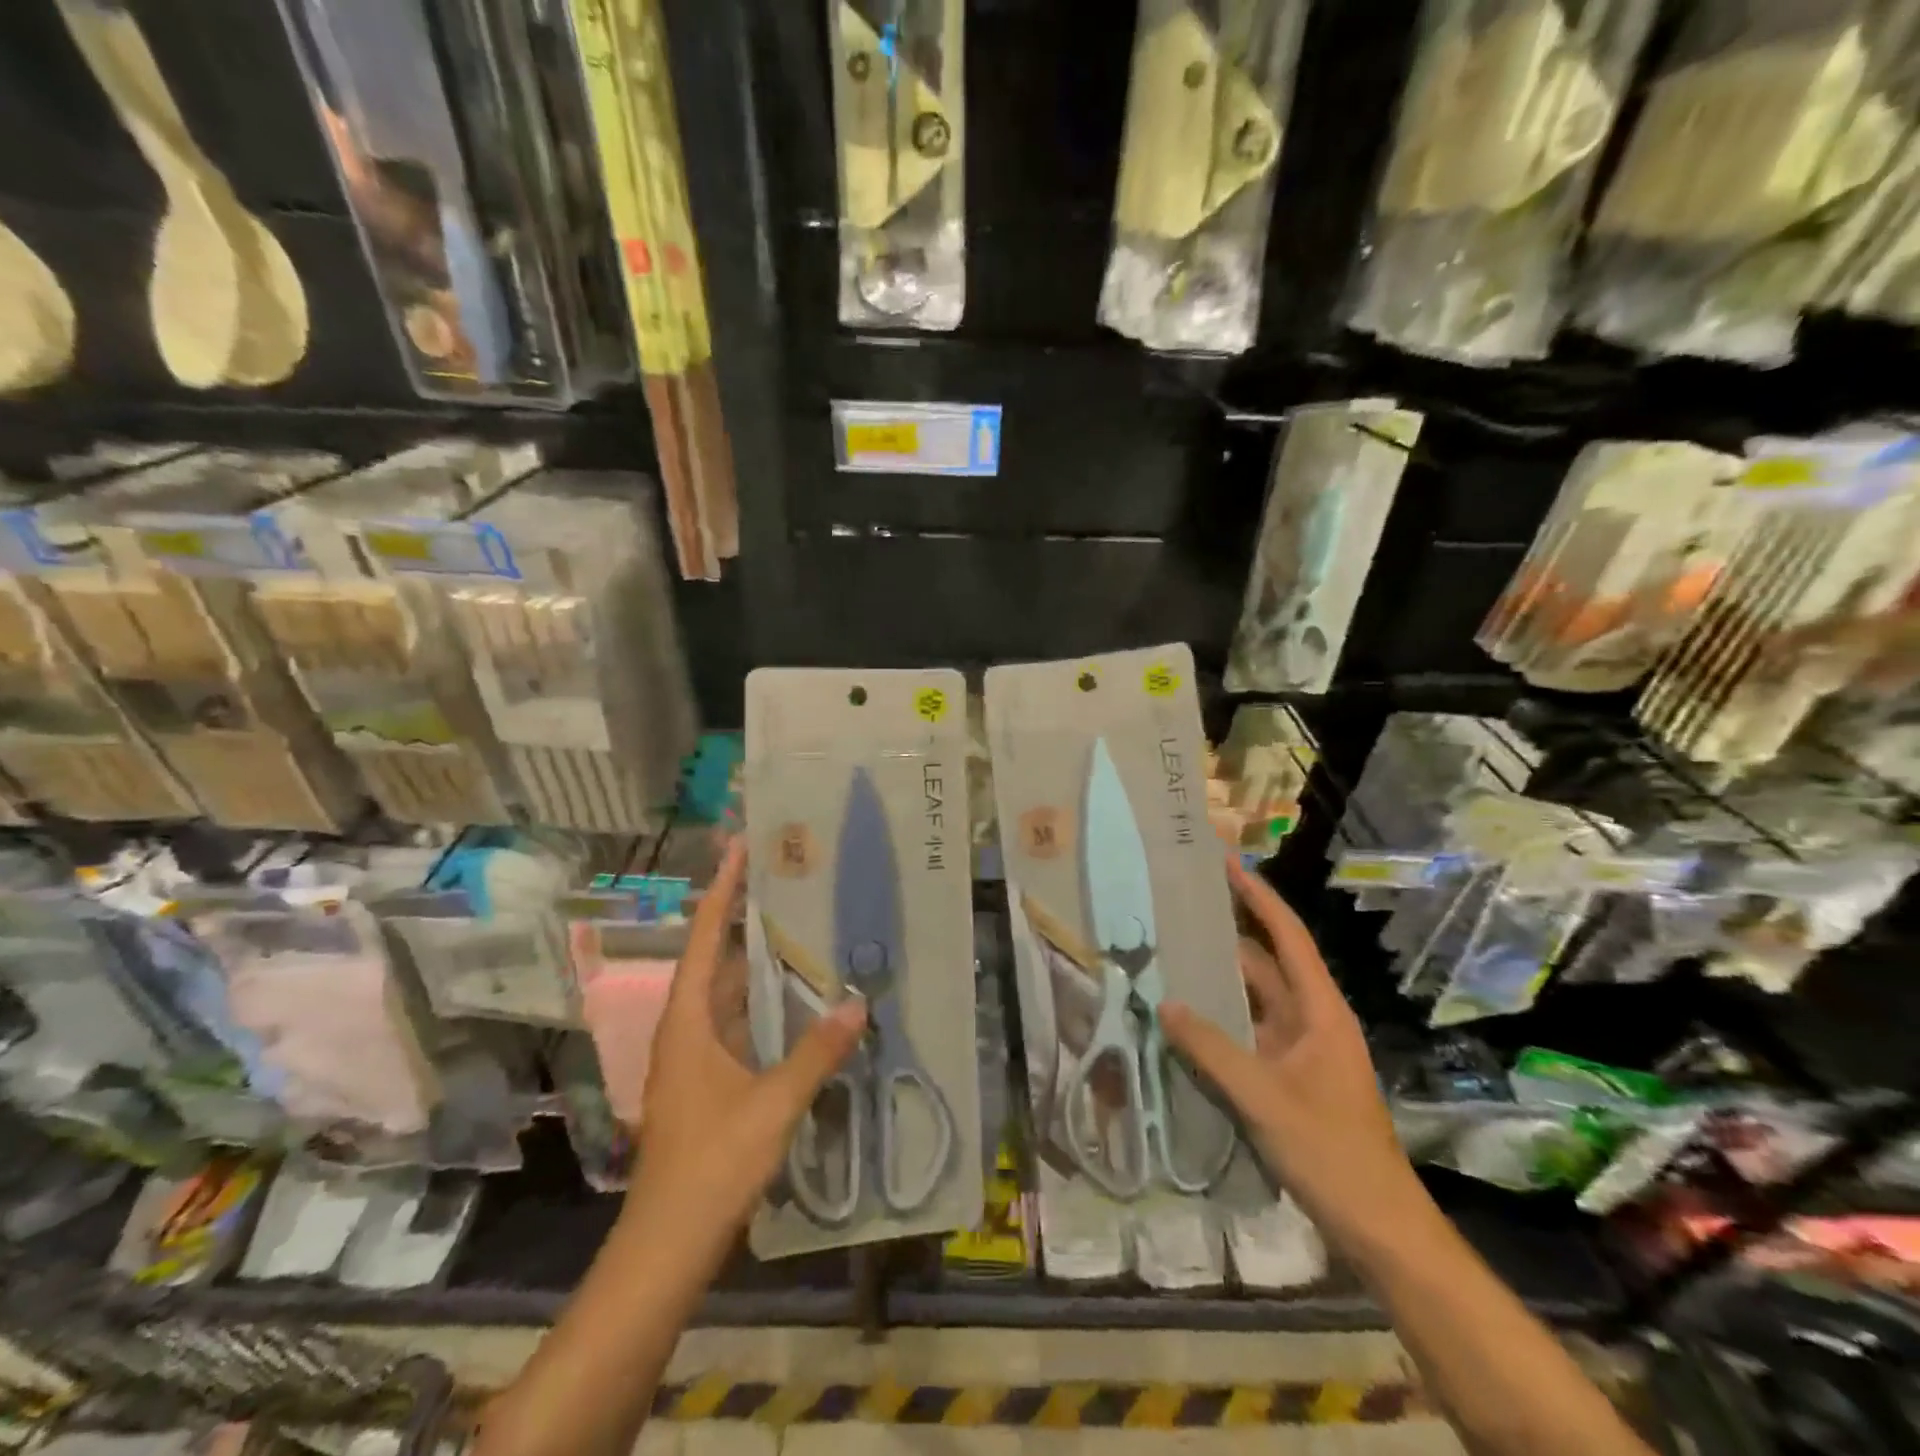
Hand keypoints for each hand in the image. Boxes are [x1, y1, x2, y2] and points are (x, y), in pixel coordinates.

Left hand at [631, 839, 865, 1244]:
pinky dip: (762, 1002)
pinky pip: (736, 1023)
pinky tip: (795, 1000)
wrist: (666, 1247)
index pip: (706, 937)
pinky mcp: (706, 1082)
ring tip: (797, 925)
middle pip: (715, 957)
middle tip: (786, 879)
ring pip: (726, 992)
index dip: (722, 889)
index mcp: (688, 1021)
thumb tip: (858, 1004)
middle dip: (744, 916)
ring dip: (755, 960)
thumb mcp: (772, 1105)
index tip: (740, 846)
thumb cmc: (711, 1165)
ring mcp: (693, 1058)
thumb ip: (816, 1053)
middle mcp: (685, 1029)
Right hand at [1161, 855, 1417, 1238]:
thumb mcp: (1264, 1098)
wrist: (1379, 1226)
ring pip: (1254, 999)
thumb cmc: (1331, 1152)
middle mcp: (1311, 1020)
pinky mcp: (1288, 1076)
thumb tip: (1165, 1003)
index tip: (1227, 864)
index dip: (1258, 897)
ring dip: (1219, 978)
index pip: (1287, 936)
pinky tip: (1186, 1015)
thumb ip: (1212, 1049)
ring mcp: (1300, 1050)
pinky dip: (1220, 1018)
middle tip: (1180, 909)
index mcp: (1320, 1011)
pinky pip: (1248, 1032)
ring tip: (1173, 952)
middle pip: (1266, 963)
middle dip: (1228, 933)